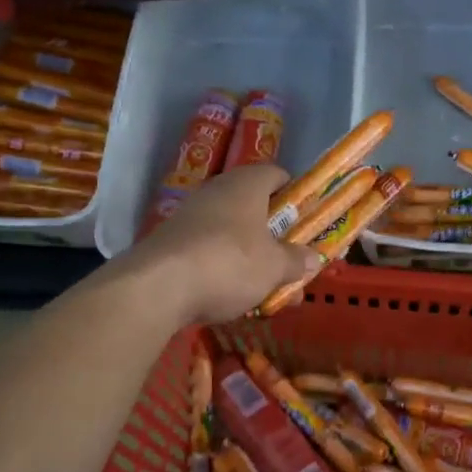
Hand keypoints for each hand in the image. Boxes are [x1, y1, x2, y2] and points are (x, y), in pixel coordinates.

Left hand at [125, 165, 322, 324]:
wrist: (157, 286)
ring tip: (266, 287)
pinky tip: (232, 296)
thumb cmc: (230, 263)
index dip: (295, 195)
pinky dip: (223, 267)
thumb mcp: (274, 267)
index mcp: (247, 184)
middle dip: (274, 234)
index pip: (277, 175)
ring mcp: (190, 215)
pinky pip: (208, 249)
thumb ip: (296, 261)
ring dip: (250, 255)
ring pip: (231, 231)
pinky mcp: (171, 241)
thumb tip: (313, 258)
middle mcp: (217, 190)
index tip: (306, 220)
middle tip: (290, 259)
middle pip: (254, 205)